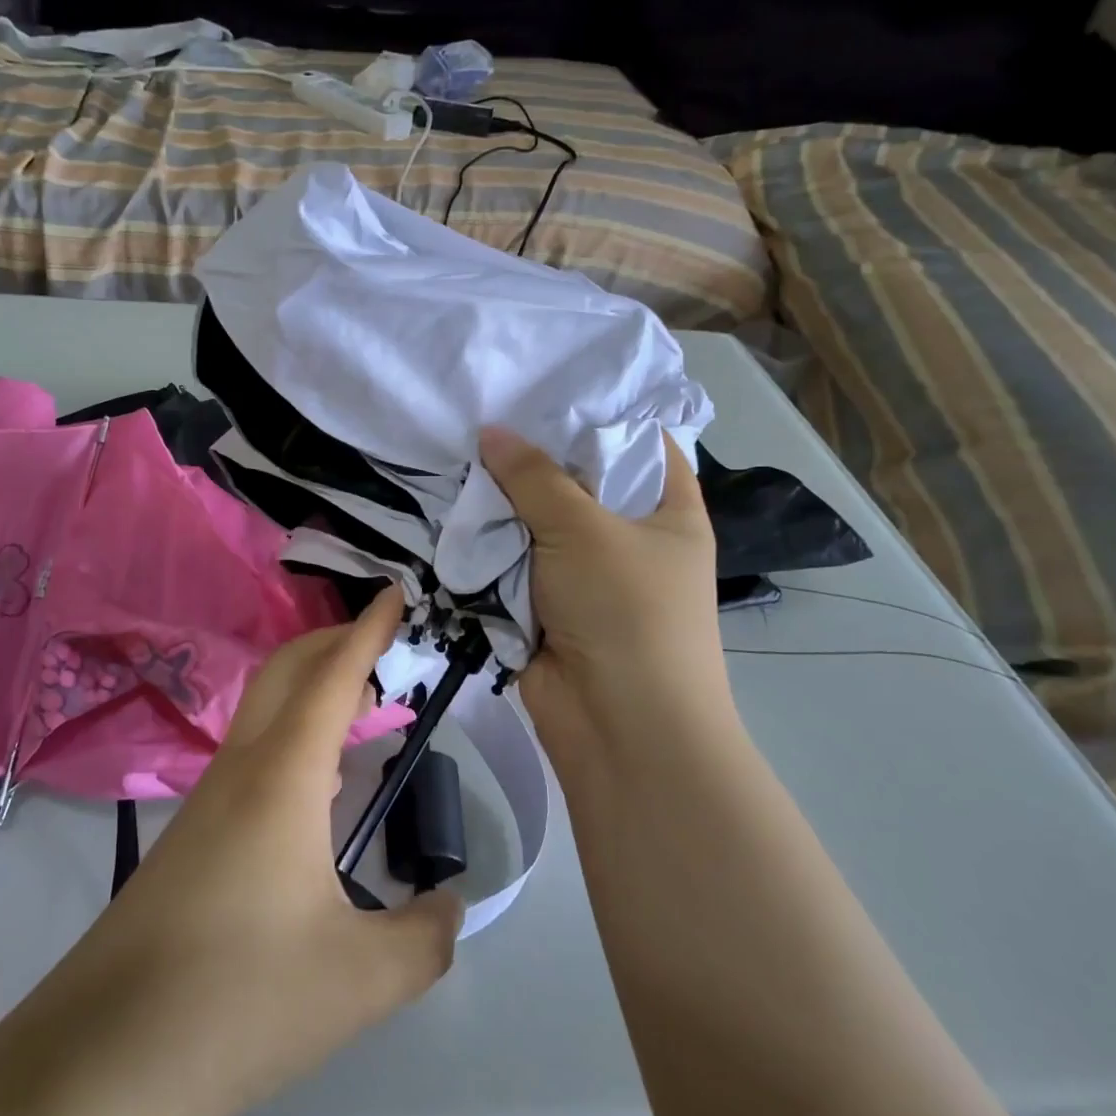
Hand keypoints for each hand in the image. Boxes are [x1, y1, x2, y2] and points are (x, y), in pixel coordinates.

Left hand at [65, 585, 462, 1115]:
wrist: (101, 1056)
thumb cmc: (240, 998)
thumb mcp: (362, 980)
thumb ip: (426, 937)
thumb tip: (451, 905)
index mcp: (284, 776)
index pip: (333, 677)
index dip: (368, 630)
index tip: (394, 592)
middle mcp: (242, 768)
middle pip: (287, 672)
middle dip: (334, 641)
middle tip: (383, 644)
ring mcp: (208, 799)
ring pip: (265, 712)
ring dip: (313, 691)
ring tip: (363, 710)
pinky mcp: (192, 835)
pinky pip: (253, 755)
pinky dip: (295, 737)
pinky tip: (318, 785)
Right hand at [478, 427, 733, 741]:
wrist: (619, 728)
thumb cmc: (626, 611)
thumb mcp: (583, 528)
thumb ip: (533, 476)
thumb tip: (490, 431)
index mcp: (665, 509)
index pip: (637, 441)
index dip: (594, 414)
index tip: (541, 387)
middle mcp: (627, 536)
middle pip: (575, 481)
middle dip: (529, 458)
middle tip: (478, 416)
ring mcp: (583, 574)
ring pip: (535, 523)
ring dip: (500, 505)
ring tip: (452, 457)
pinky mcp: (544, 606)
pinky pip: (511, 563)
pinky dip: (486, 546)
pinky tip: (449, 511)